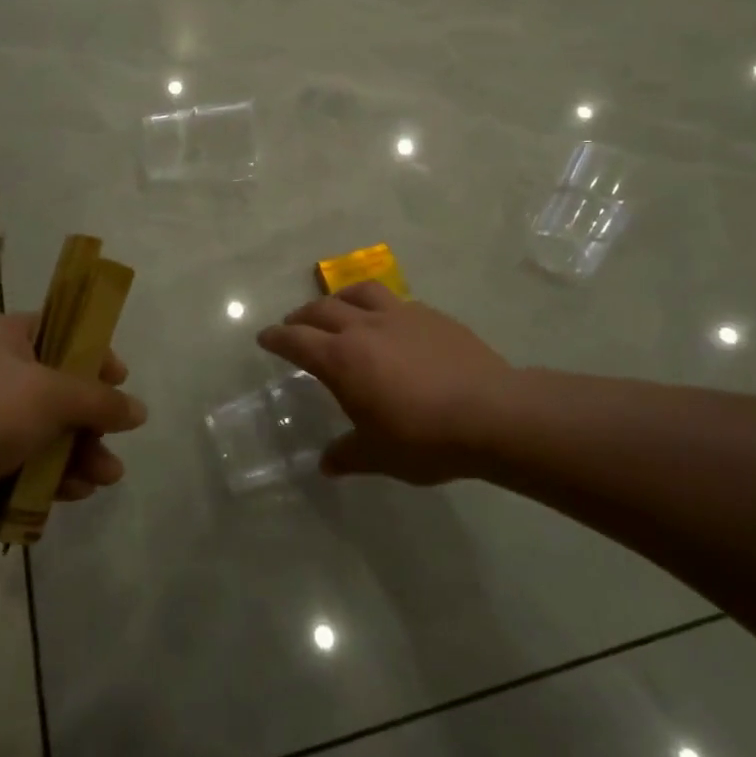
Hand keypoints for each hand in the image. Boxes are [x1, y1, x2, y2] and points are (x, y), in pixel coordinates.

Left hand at [0, 312, 144, 553]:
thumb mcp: (54, 395)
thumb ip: (100, 401)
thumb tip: (138, 411)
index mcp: (4, 339)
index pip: (59, 332)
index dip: (92, 353)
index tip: (119, 379)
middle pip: (56, 393)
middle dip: (90, 421)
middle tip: (114, 440)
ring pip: (43, 437)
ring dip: (77, 457)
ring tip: (104, 479)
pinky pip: (22, 472)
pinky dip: (47, 483)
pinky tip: (72, 496)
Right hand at [257, 282, 512, 484]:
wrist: (490, 412)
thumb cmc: (424, 438)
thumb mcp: (379, 455)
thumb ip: (348, 455)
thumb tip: (326, 464)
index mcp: (342, 359)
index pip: (297, 340)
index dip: (277, 338)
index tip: (265, 337)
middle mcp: (364, 328)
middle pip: (322, 309)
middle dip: (302, 316)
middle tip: (294, 324)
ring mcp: (400, 316)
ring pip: (359, 292)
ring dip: (339, 298)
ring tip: (336, 307)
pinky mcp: (431, 315)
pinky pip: (394, 301)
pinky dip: (378, 306)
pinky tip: (389, 322)